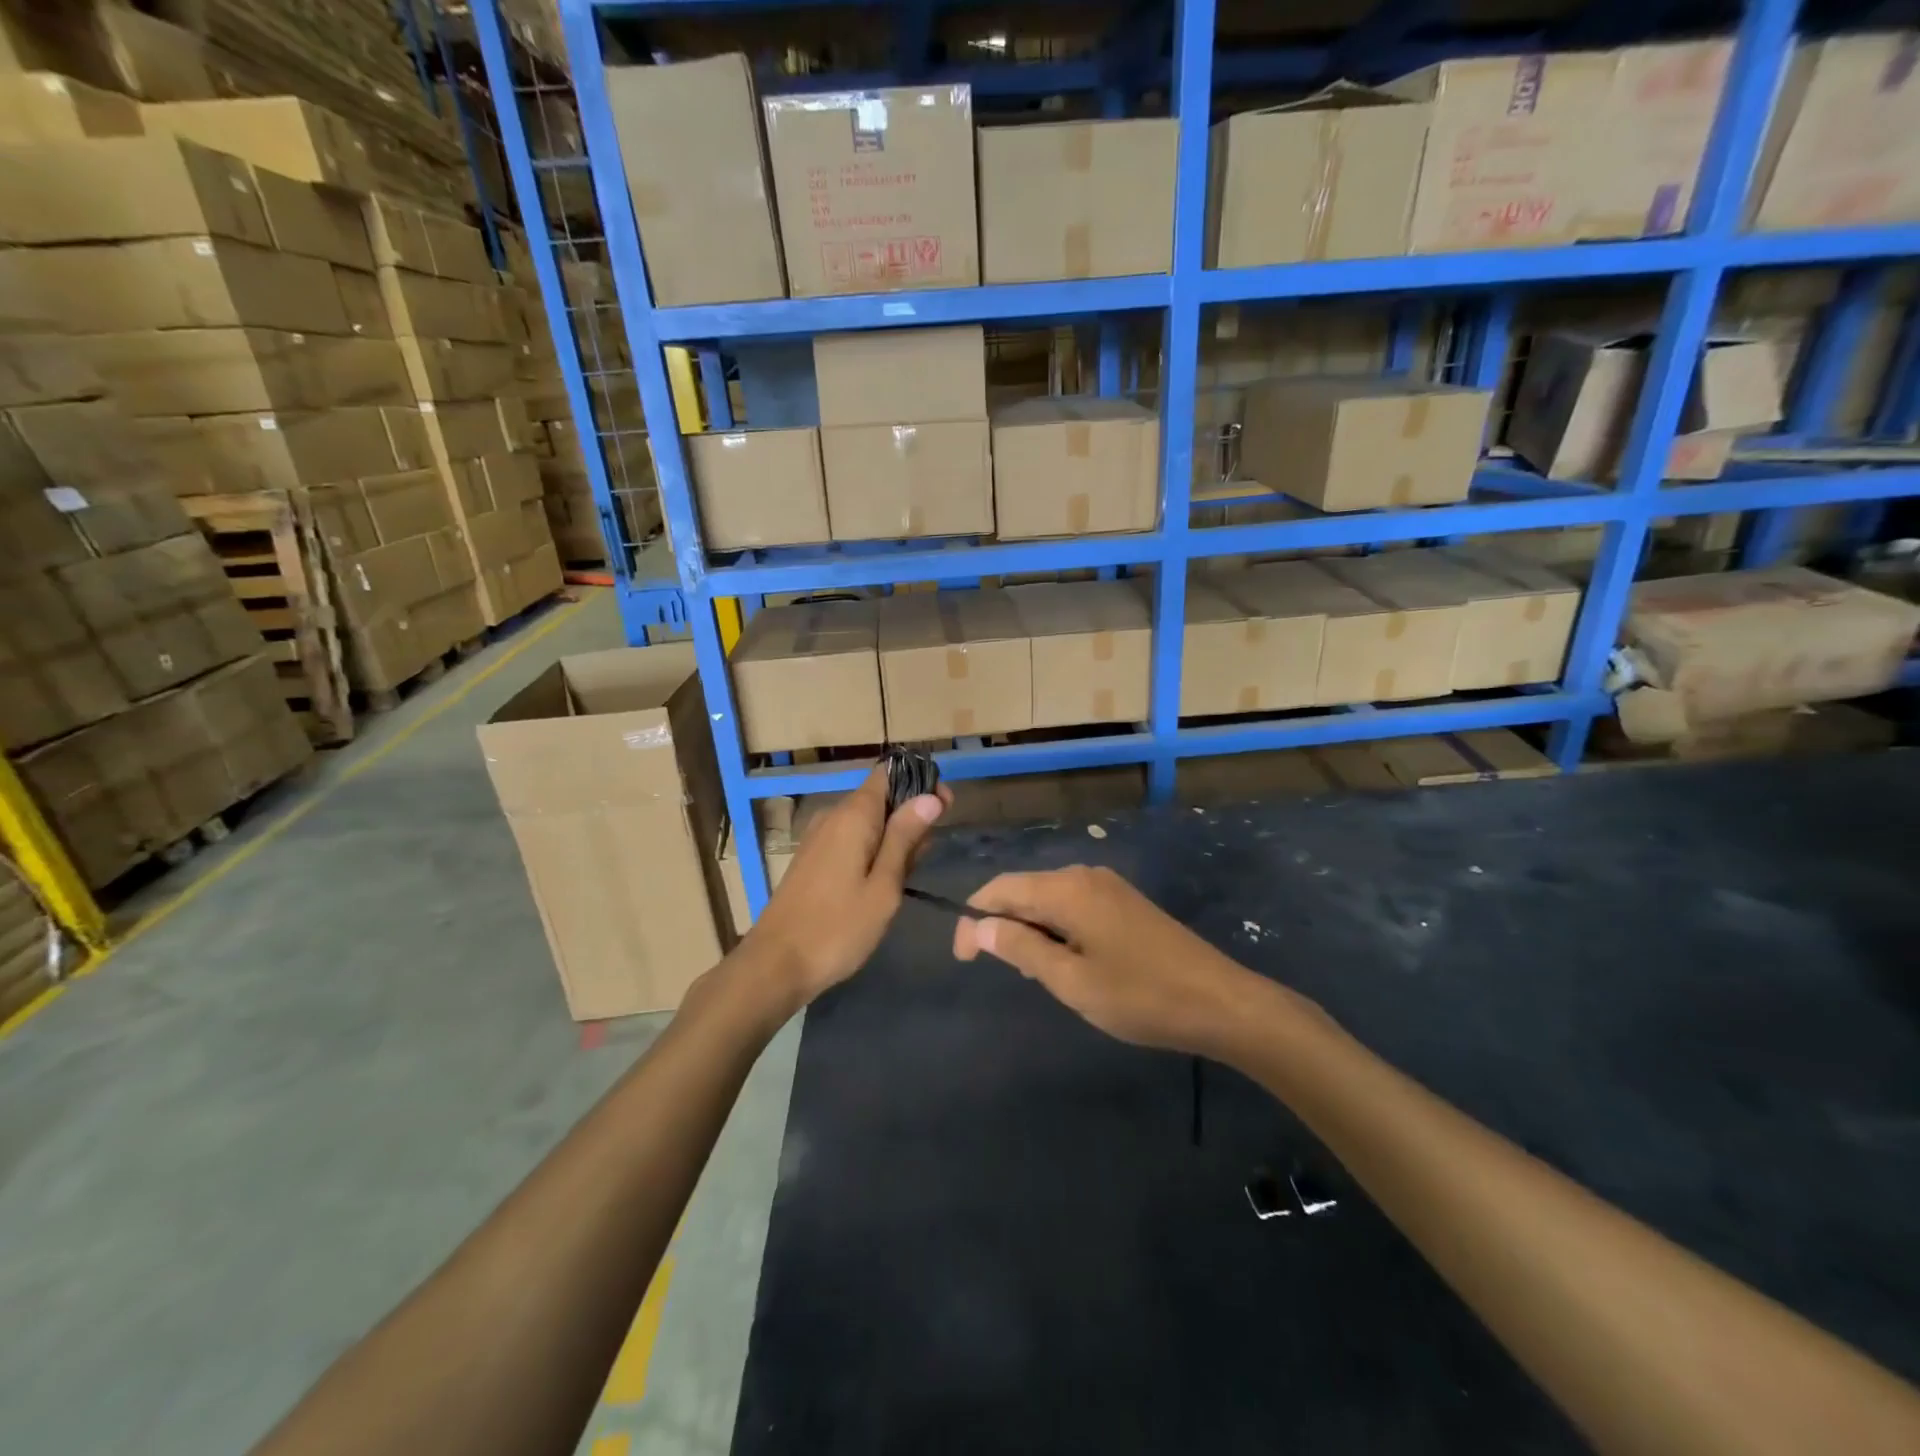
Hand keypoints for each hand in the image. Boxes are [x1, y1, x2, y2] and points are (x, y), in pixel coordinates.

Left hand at [743, 766, 950, 1007]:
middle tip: (928, 855)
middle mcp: (833, 816)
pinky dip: (872, 850)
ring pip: (867, 821)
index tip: (945, 808)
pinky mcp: (812, 858)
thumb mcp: (884, 886)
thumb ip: (905, 838)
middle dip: (911, 815)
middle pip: (880, 797)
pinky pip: (851, 839)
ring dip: (893, 837)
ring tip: (908, 874)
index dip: (920, 783)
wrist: (776, 964)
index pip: (889, 773)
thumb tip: (930, 796)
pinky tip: (882, 881)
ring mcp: (819, 837)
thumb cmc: (838, 927)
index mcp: (853, 815)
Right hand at [952, 865, 1269, 1055]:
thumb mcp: (1071, 980)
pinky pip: (1074, 906)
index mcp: (1067, 889)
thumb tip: (979, 926)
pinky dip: (1057, 929)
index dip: (973, 919)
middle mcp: (1084, 875)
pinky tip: (1067, 962)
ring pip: (1049, 899)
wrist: (1220, 1002)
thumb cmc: (1139, 996)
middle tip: (1001, 972)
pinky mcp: (1125, 902)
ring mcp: (1108, 886)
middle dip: (1002, 926)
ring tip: (1036, 974)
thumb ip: (1021, 948)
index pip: (1000, 889)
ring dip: (1031, 930)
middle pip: (1024, 890)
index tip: (964, 960)